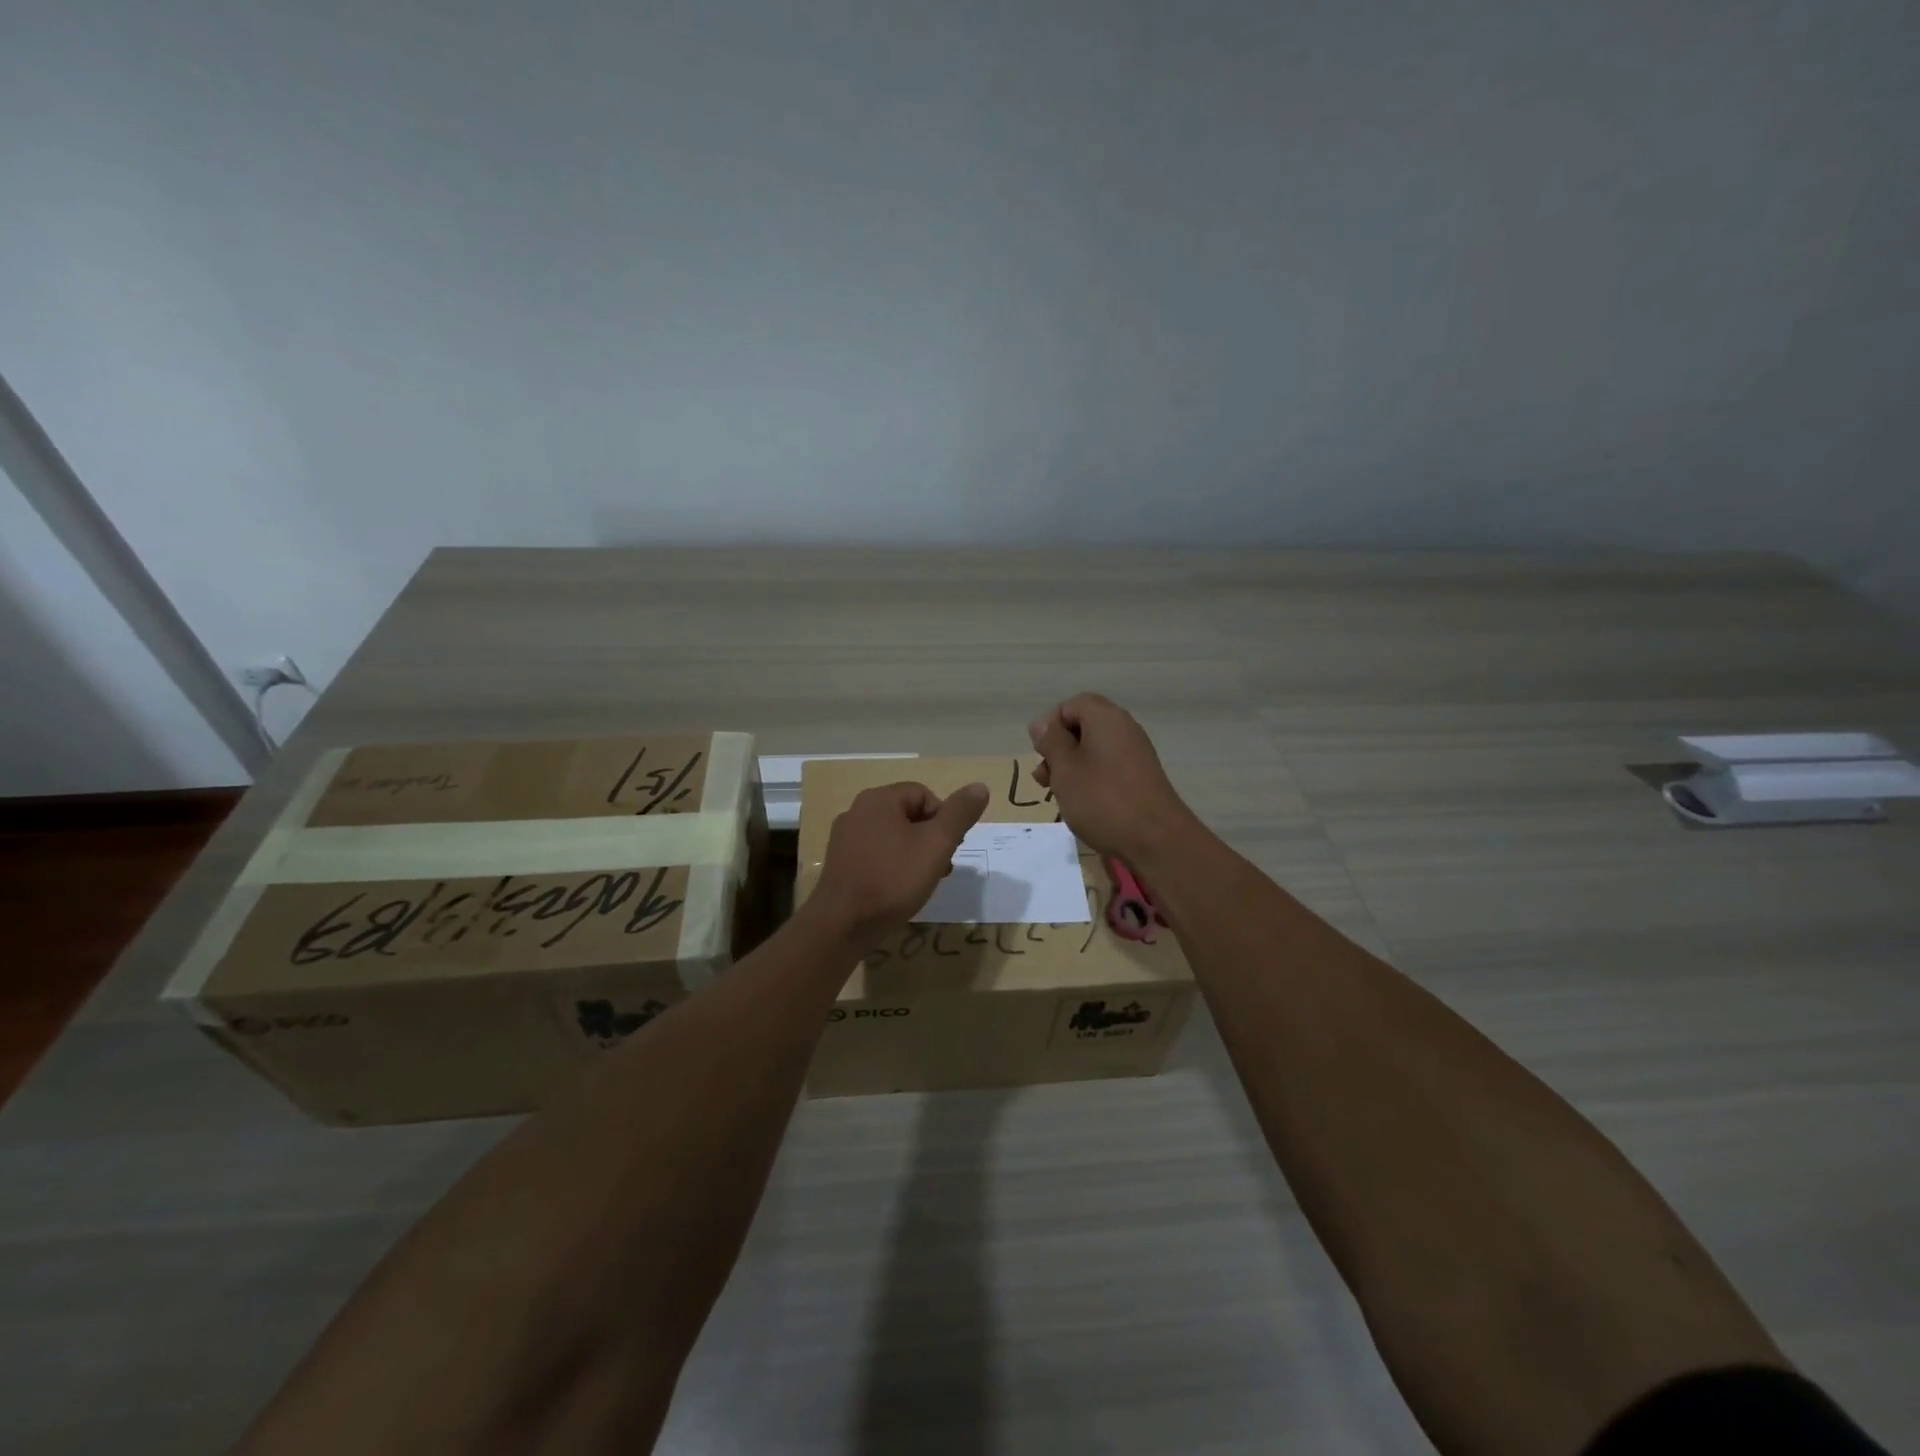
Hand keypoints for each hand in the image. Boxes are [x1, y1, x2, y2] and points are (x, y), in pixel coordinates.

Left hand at [806, 781, 989, 944]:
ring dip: (914, 855)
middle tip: (941, 867)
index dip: (944, 819)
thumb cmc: (893, 879)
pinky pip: (876, 855)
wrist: (842, 925)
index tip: (950, 849)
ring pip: (893, 837)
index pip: (924, 795)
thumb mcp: (936, 844)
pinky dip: (893, 867)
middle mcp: (857, 811)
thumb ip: (959, 814)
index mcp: (879, 799)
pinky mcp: (840, 863)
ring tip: (924, 883)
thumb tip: (980, 786)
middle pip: (908, 815)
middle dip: (931, 839)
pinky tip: (899, 891)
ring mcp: (844, 838)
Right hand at [1029, 693, 1197, 861]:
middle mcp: (1124, 728)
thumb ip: (1051, 742)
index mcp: (1105, 718)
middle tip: (1043, 778)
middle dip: (1058, 748)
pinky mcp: (1141, 776)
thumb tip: (1042, 724)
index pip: (1071, 705)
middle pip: (1083, 726)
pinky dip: (1090, 778)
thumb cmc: (1102, 799)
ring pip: (1094, 749)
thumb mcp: (1065, 768)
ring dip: (1070, 766)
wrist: (1156, 839)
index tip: (1038, 753)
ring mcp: (1136, 752)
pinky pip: (1108, 766)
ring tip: (1057, 794)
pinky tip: (1080, 803)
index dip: (1050, 725)